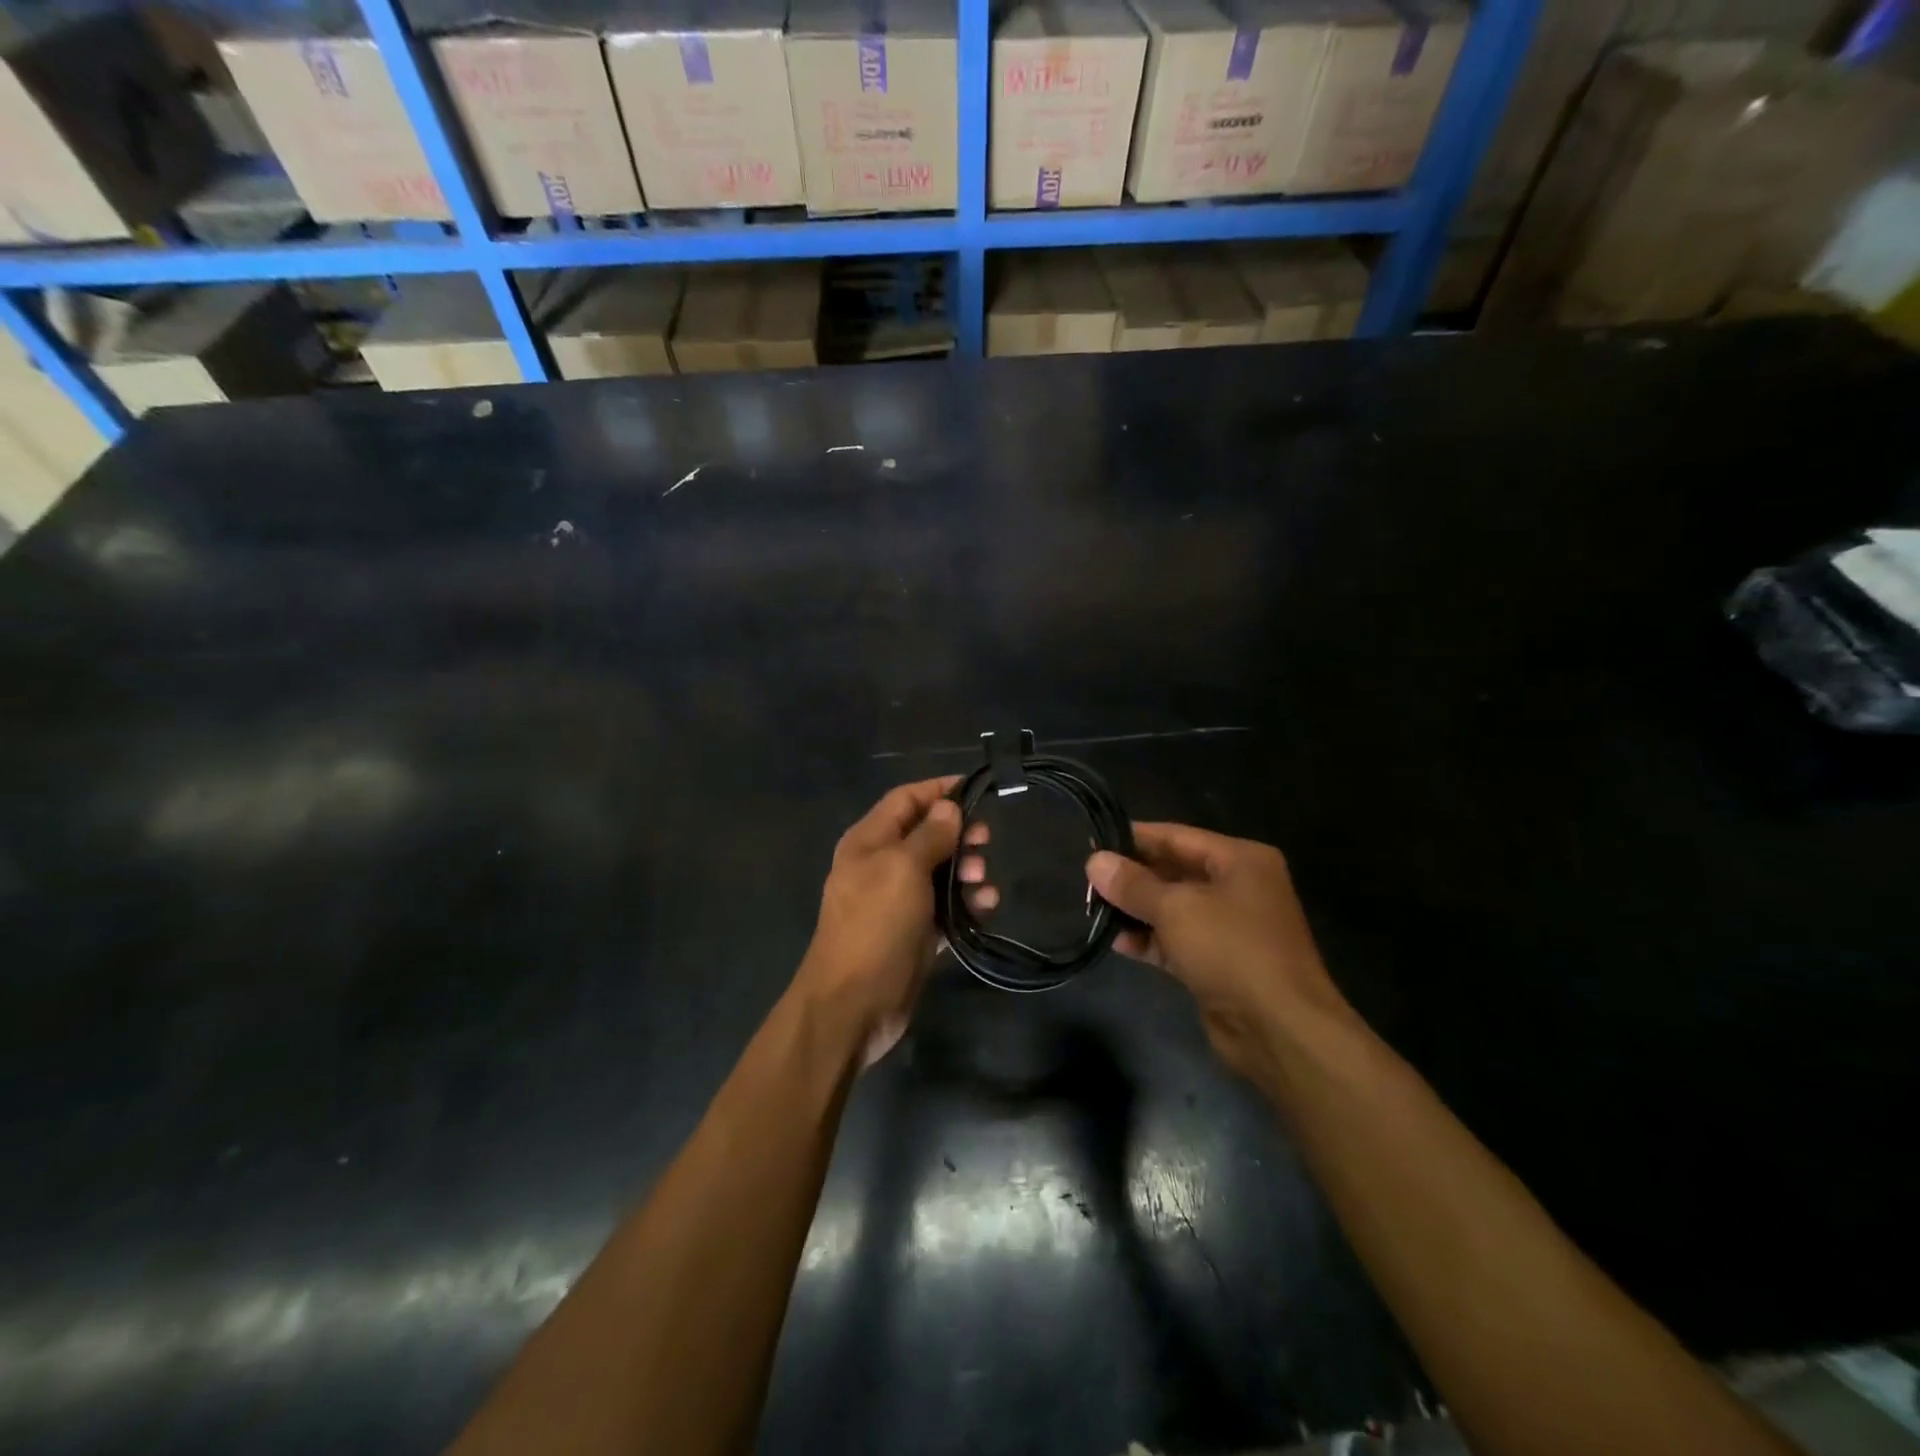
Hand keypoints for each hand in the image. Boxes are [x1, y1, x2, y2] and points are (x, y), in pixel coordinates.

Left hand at [793, 777, 964, 1067]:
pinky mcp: (914, 934)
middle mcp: (881, 866)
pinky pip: (945, 909)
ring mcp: (897, 902)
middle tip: (986, 839)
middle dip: (957, 832)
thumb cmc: (875, 925)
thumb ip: (929, 835)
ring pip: (938, 872)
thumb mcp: (902, 869)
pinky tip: (986, 906)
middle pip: (925, 834)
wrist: (853, 1005)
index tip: (977, 789)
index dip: (938, 790)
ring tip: (982, 878)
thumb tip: (949, 806)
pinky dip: (966, 904)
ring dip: (965, 869)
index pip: (905, 799)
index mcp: (868, 841)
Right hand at [1085, 824, 1349, 1081]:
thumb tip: (1095, 861)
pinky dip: (1149, 939)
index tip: (1094, 841)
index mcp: (1240, 860)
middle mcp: (1237, 887)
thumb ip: (1133, 884)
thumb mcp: (1176, 908)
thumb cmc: (1231, 950)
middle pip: (1174, 871)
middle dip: (1132, 876)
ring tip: (1093, 908)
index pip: (1177, 836)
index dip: (1134, 838)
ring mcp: (1229, 927)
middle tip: (1087, 878)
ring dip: (1136, 909)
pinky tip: (1116, 941)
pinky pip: (1176, 940)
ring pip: (1173, 908)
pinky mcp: (1218, 963)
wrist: (1280, 1029)